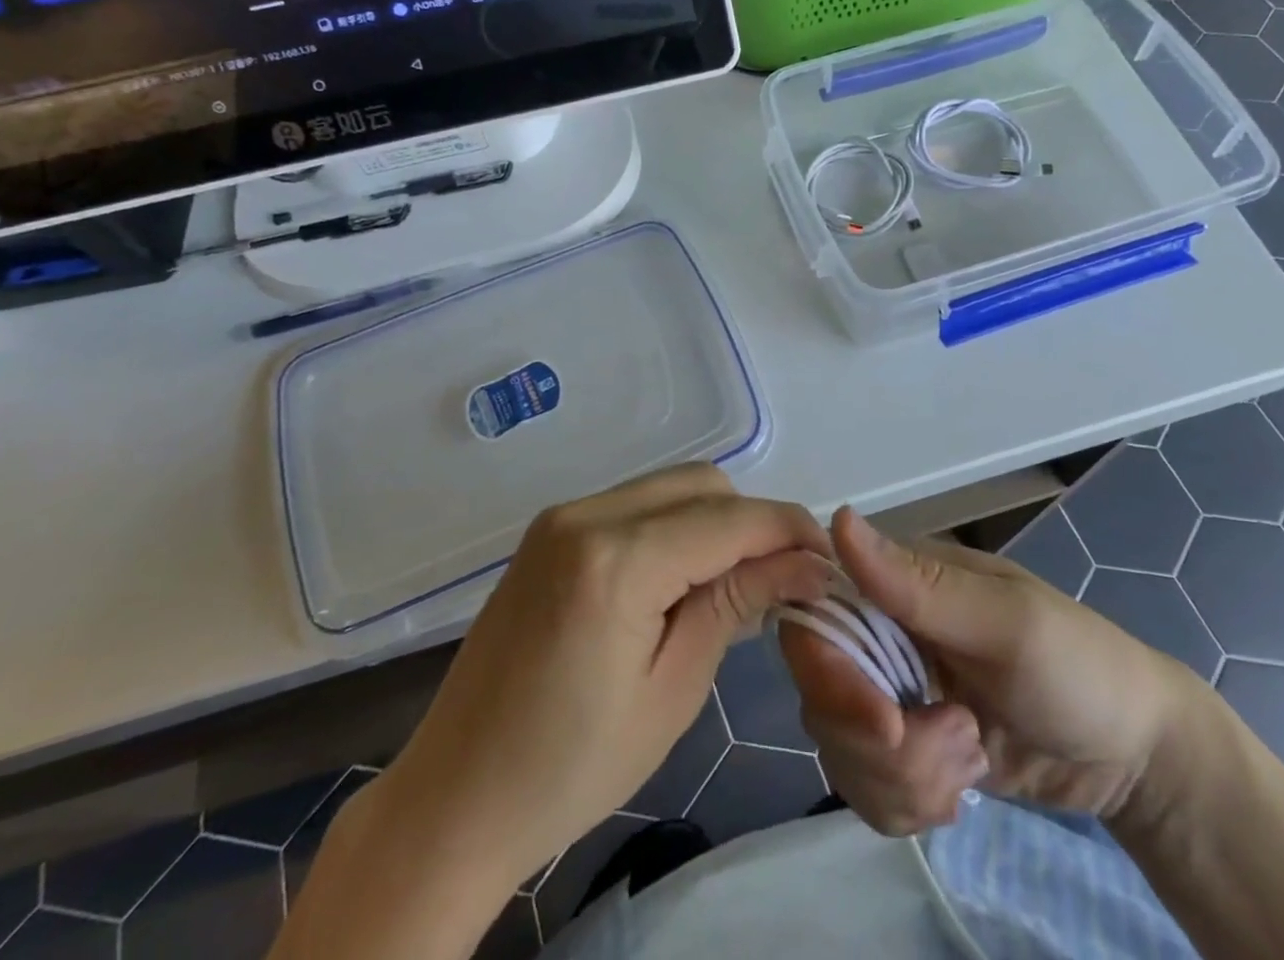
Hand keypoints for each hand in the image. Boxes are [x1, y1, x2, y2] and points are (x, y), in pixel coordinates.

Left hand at [382, 466, 832, 886]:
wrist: (455, 797)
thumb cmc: (571, 768)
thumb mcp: (673, 690)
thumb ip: (737, 604)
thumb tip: (806, 563)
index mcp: (615, 561)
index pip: (729, 519)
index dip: (788, 531)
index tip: (828, 563)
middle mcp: (586, 514)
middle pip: (702, 485)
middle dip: (752, 523)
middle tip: (781, 581)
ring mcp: (562, 516)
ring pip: (670, 487)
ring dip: (714, 522)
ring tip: (734, 584)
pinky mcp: (550, 530)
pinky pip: (634, 504)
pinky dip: (674, 526)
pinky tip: (681, 578)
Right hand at [779, 508, 1194, 835]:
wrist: (1134, 758)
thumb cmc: (1081, 667)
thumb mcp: (1008, 623)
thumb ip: (919, 584)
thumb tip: (835, 519)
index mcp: (898, 583)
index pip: (816, 616)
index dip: (828, 674)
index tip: (884, 722)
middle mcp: (882, 631)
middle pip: (822, 692)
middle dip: (881, 743)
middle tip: (959, 746)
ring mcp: (891, 691)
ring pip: (840, 746)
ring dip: (903, 778)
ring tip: (970, 763)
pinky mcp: (904, 747)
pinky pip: (863, 784)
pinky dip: (905, 803)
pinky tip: (957, 790)